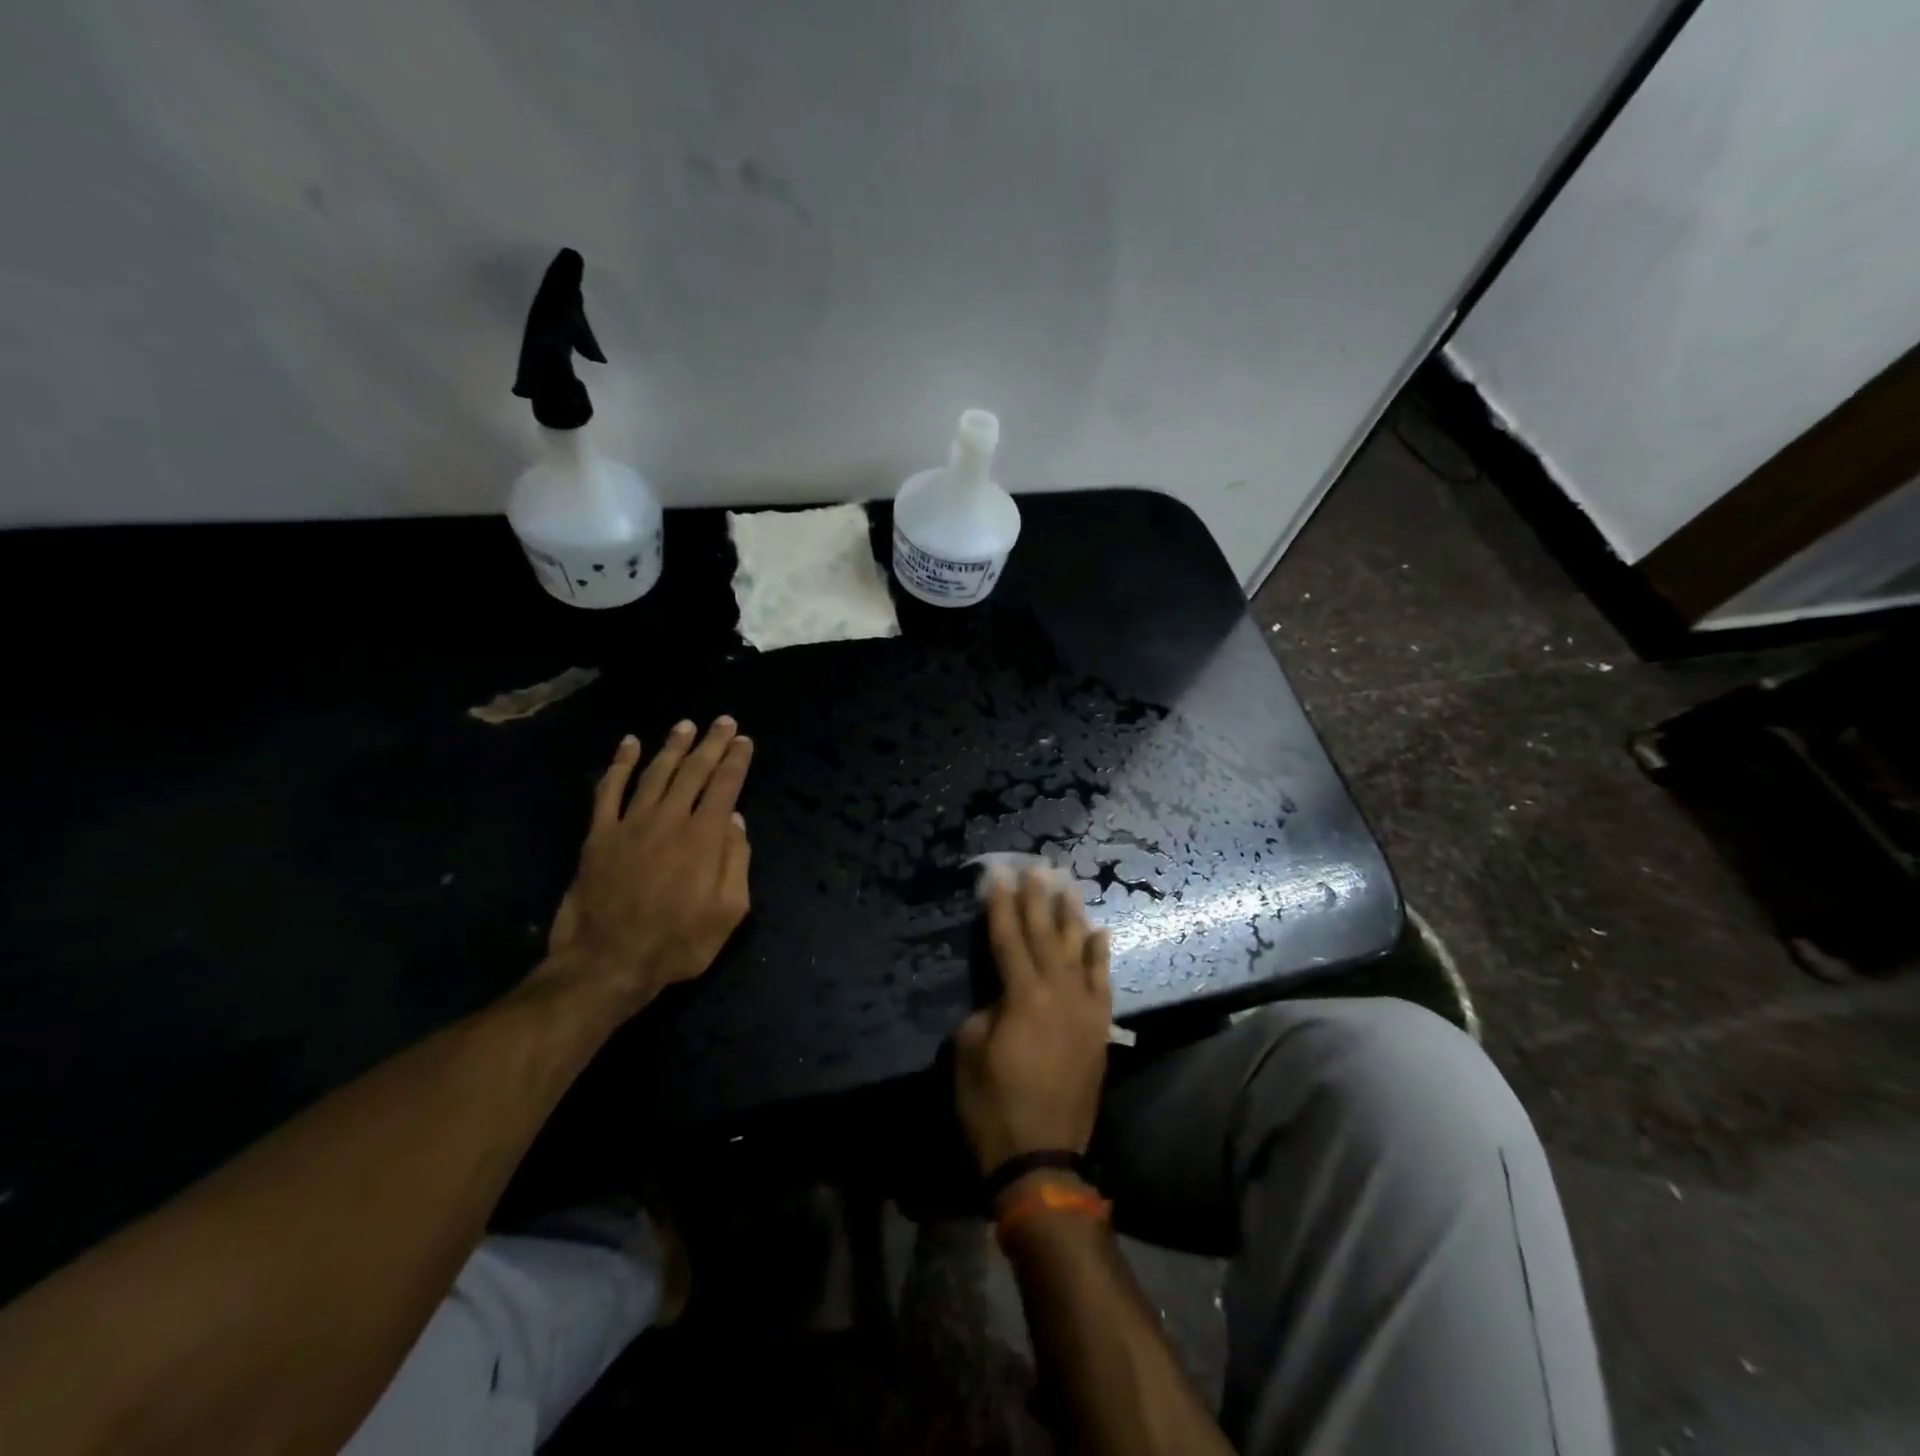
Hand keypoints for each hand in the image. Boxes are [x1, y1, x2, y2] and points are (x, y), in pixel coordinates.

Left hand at [540, 718, 753, 1016]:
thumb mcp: (728, 912)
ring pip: (655, 773)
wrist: (607, 963)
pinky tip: (628, 745)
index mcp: (704, 838)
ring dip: (672, 746)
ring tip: (685, 726)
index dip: (737, 761)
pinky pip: (608, 790)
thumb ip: (736, 862)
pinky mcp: (600, 835)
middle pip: (694, 771)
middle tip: (724, 721)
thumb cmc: (677, 943)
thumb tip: (736, 821)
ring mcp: (630, 824)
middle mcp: (669, 819)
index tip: (745, 741)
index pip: (726, 786)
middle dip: (712, 743)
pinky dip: (619, 764)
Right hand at [955, 869, 1112, 1177]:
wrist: (1042, 1158)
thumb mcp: (968, 1054)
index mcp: (1022, 997)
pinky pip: (1102, 982)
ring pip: (1078, 950)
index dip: (1000, 904)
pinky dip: (1100, 955)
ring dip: (1070, 915)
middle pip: (1044, 935)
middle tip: (1035, 866)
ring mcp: (1084, 1010)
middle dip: (1037, 899)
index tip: (997, 874)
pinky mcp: (1098, 1029)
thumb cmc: (993, 1107)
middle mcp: (1058, 993)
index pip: (1008, 938)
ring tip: (1066, 884)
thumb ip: (984, 1013)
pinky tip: (1100, 932)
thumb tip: (998, 999)